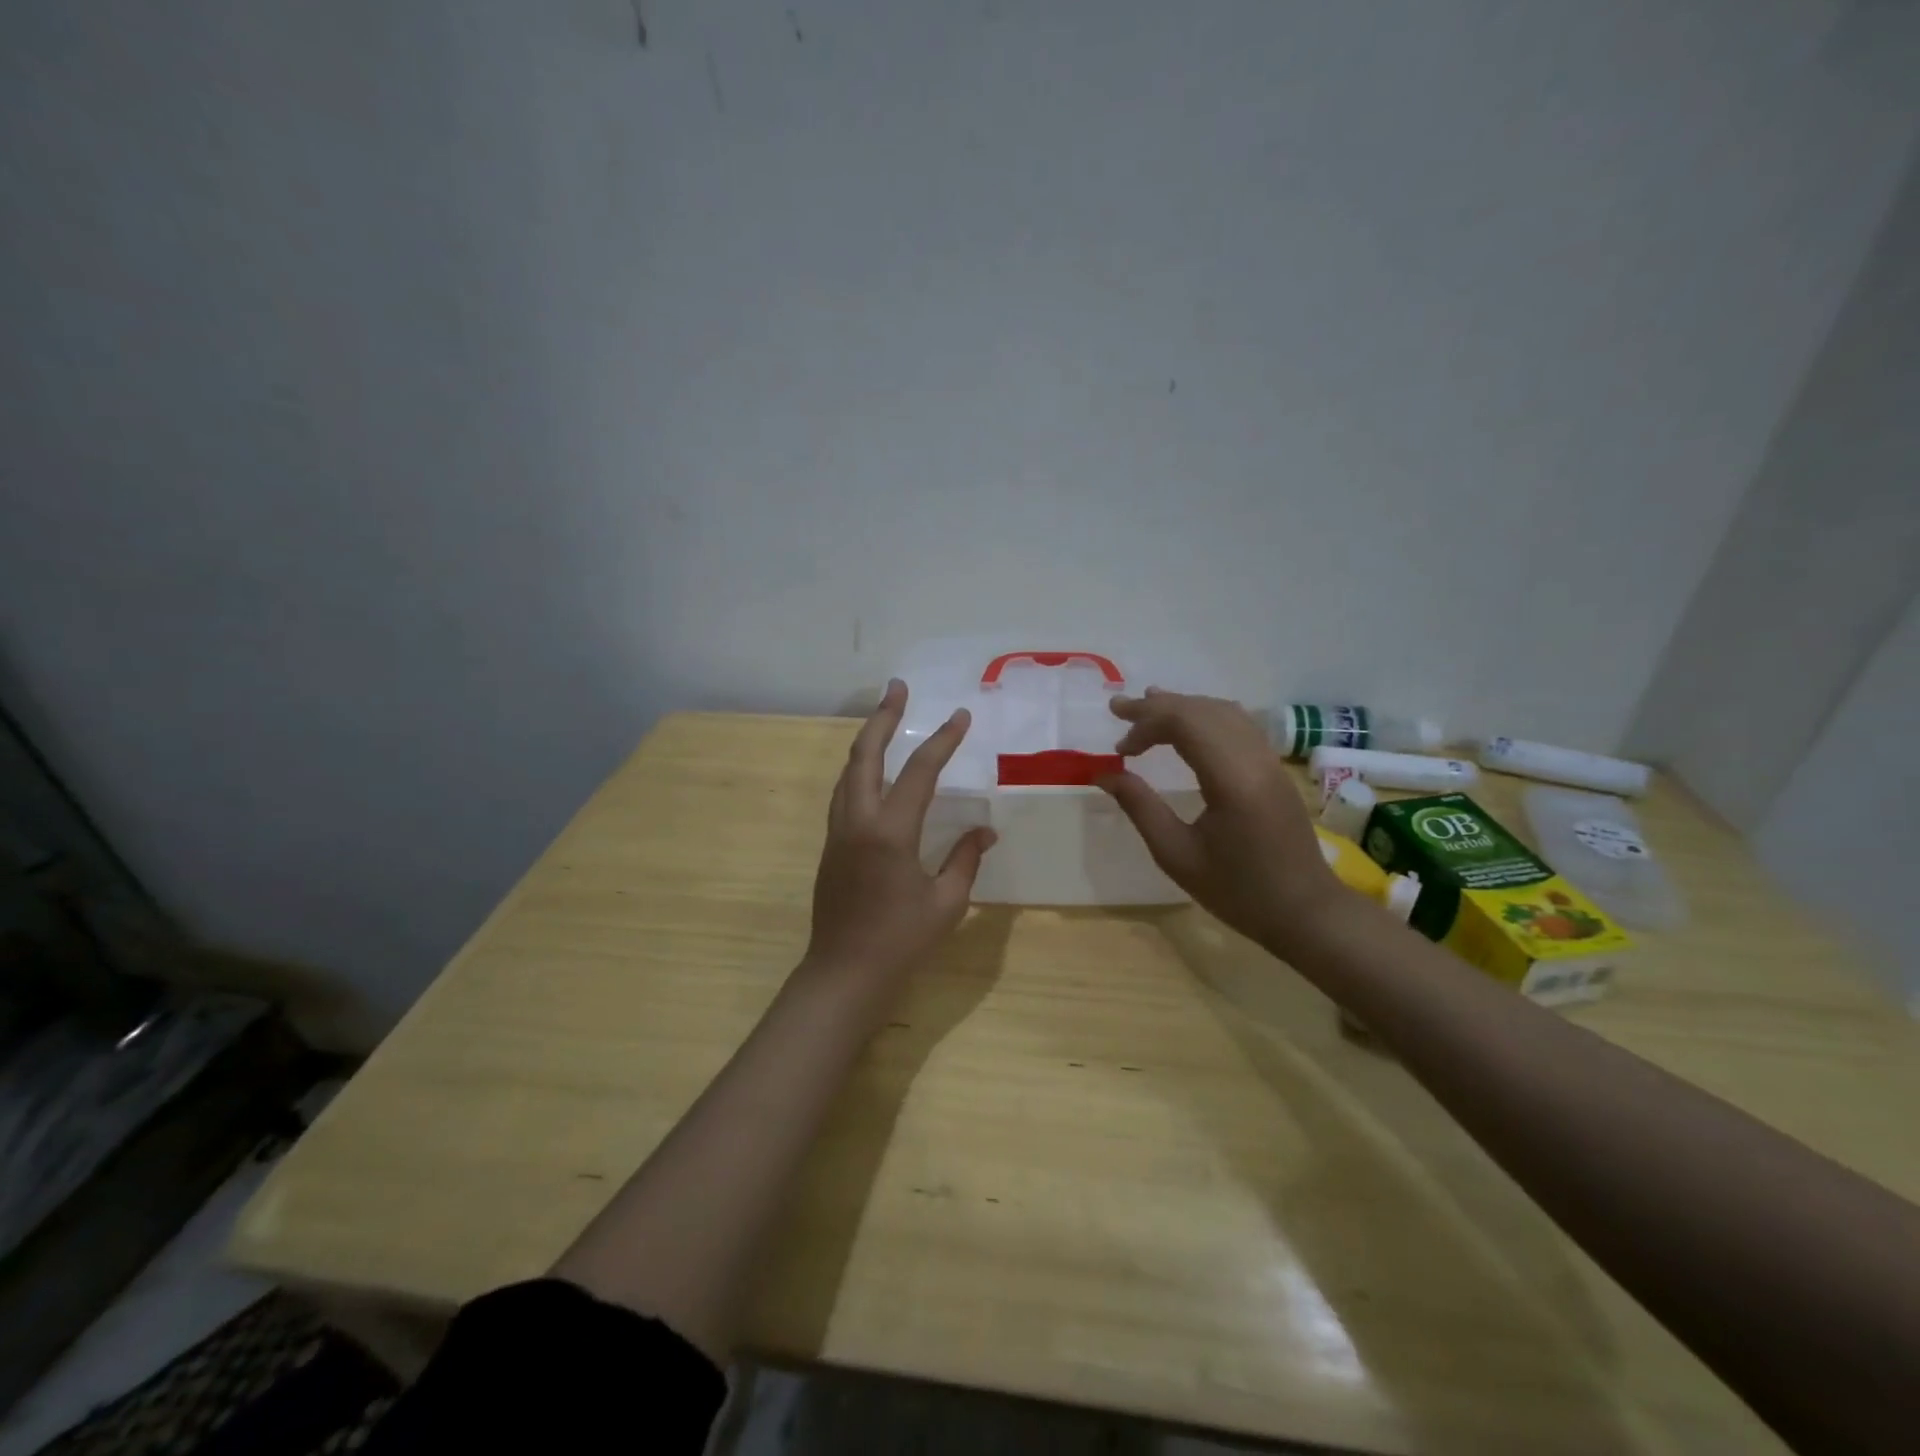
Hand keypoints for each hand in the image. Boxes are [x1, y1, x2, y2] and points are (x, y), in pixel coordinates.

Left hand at [804, 679, 996, 997]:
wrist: (844, 973)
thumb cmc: (901, 941)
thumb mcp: (947, 903)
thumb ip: (966, 859)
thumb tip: (985, 831)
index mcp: (891, 832)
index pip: (920, 772)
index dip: (943, 741)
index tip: (961, 716)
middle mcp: (858, 821)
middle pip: (864, 755)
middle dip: (883, 717)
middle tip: (898, 688)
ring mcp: (838, 832)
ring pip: (848, 772)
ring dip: (867, 741)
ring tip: (885, 719)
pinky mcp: (831, 845)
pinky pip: (844, 793)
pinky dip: (860, 769)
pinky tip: (873, 771)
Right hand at [1097, 689, 1343, 954]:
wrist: (1304, 911)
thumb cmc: (1237, 891)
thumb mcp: (1176, 855)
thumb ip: (1139, 807)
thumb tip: (1104, 773)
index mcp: (1232, 780)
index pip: (1185, 723)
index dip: (1146, 724)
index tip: (1119, 748)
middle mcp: (1255, 759)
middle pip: (1203, 710)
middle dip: (1158, 706)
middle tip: (1119, 709)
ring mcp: (1270, 760)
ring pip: (1224, 711)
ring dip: (1183, 706)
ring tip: (1148, 707)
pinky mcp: (1275, 768)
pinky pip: (1239, 724)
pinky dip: (1206, 716)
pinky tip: (1187, 726)